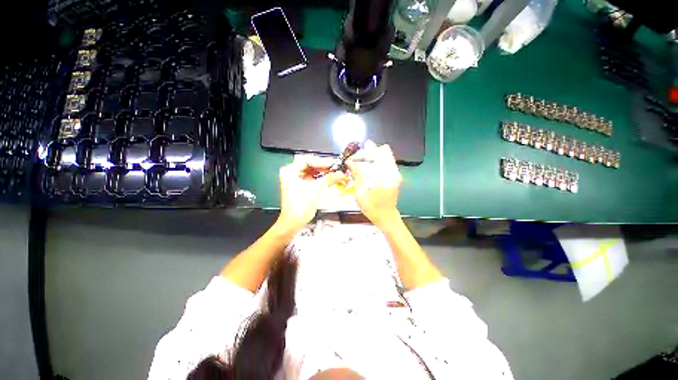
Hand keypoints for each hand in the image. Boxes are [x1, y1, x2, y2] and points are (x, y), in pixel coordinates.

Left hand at [277, 155, 346, 232]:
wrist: (293, 222)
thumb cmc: (299, 205)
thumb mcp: (315, 189)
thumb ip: (329, 179)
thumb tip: (341, 173)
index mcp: (290, 171)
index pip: (307, 160)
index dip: (321, 162)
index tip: (333, 164)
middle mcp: (291, 173)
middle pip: (310, 165)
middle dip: (324, 167)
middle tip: (336, 168)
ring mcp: (296, 180)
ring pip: (312, 172)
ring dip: (323, 173)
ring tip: (335, 173)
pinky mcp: (301, 186)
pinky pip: (313, 179)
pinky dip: (321, 179)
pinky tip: (330, 179)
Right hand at [345, 141, 401, 229]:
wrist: (386, 217)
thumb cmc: (373, 208)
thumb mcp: (361, 193)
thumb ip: (357, 175)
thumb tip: (349, 162)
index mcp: (385, 175)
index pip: (374, 154)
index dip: (361, 155)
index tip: (350, 161)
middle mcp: (393, 170)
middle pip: (381, 151)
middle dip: (366, 152)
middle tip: (355, 160)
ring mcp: (395, 172)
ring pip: (384, 154)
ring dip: (370, 156)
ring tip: (359, 164)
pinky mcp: (393, 174)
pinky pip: (385, 161)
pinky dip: (374, 161)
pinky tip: (366, 168)